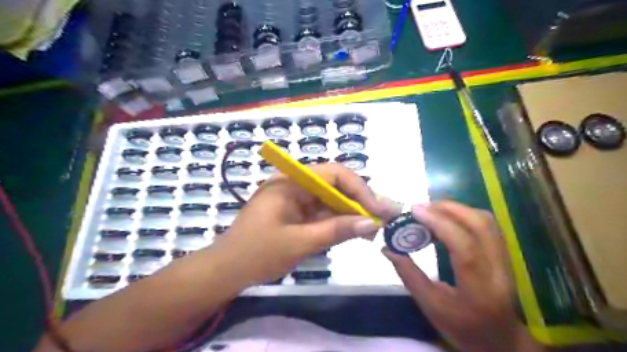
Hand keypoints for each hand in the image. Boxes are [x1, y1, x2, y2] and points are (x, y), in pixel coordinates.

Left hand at [216, 165, 401, 285]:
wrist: (226, 270)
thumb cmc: (257, 253)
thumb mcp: (300, 242)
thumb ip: (336, 230)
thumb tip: (371, 223)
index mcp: (291, 181)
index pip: (334, 174)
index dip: (360, 189)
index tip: (377, 210)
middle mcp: (294, 183)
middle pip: (335, 185)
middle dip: (359, 201)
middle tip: (383, 218)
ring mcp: (295, 198)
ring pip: (331, 199)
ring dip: (351, 212)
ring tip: (373, 228)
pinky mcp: (296, 212)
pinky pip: (322, 211)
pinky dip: (338, 221)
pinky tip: (354, 231)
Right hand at [383, 200, 543, 351]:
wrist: (499, 340)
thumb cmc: (462, 328)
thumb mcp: (430, 306)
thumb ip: (408, 275)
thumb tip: (387, 248)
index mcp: (479, 289)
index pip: (464, 247)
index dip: (439, 224)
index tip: (415, 211)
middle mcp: (498, 270)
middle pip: (480, 225)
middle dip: (447, 208)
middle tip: (420, 208)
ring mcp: (505, 259)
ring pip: (485, 220)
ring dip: (456, 208)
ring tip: (431, 211)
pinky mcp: (503, 253)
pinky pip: (486, 224)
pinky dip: (463, 214)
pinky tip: (445, 218)